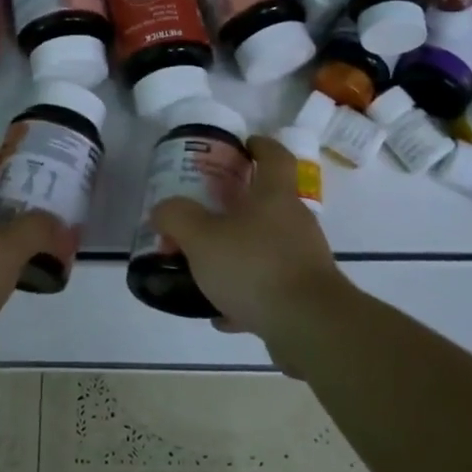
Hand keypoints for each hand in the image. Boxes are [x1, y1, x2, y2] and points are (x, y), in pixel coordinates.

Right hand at [150, 134, 352, 349]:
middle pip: (267, 203)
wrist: (309, 326)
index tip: (243, 145)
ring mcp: (304, 259)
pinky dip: (247, 293)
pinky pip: (270, 286)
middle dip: (237, 206)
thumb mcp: (201, 238)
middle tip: (206, 213)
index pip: (275, 156)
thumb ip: (177, 217)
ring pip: (266, 246)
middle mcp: (295, 222)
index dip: (260, 145)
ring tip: (205, 269)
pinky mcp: (305, 295)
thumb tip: (162, 210)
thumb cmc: (255, 266)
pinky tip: (222, 312)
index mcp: (275, 196)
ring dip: (238, 253)